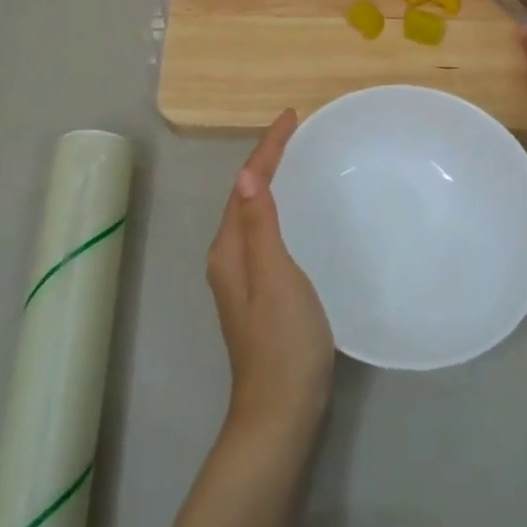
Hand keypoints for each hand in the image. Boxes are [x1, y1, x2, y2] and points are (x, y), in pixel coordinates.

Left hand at [206, 109, 334, 445]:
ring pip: (253, 214)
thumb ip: (261, 227)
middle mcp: (229, 257)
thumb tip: (248, 176)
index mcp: (229, 249)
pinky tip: (297, 212)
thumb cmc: (283, 341)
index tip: (291, 116)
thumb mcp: (276, 277)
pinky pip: (264, 232)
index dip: (267, 148)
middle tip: (296, 132)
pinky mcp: (259, 292)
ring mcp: (242, 277)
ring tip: (296, 158)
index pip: (246, 185)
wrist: (281, 410)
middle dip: (266, 159)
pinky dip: (278, 209)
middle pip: (245, 195)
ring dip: (271, 182)